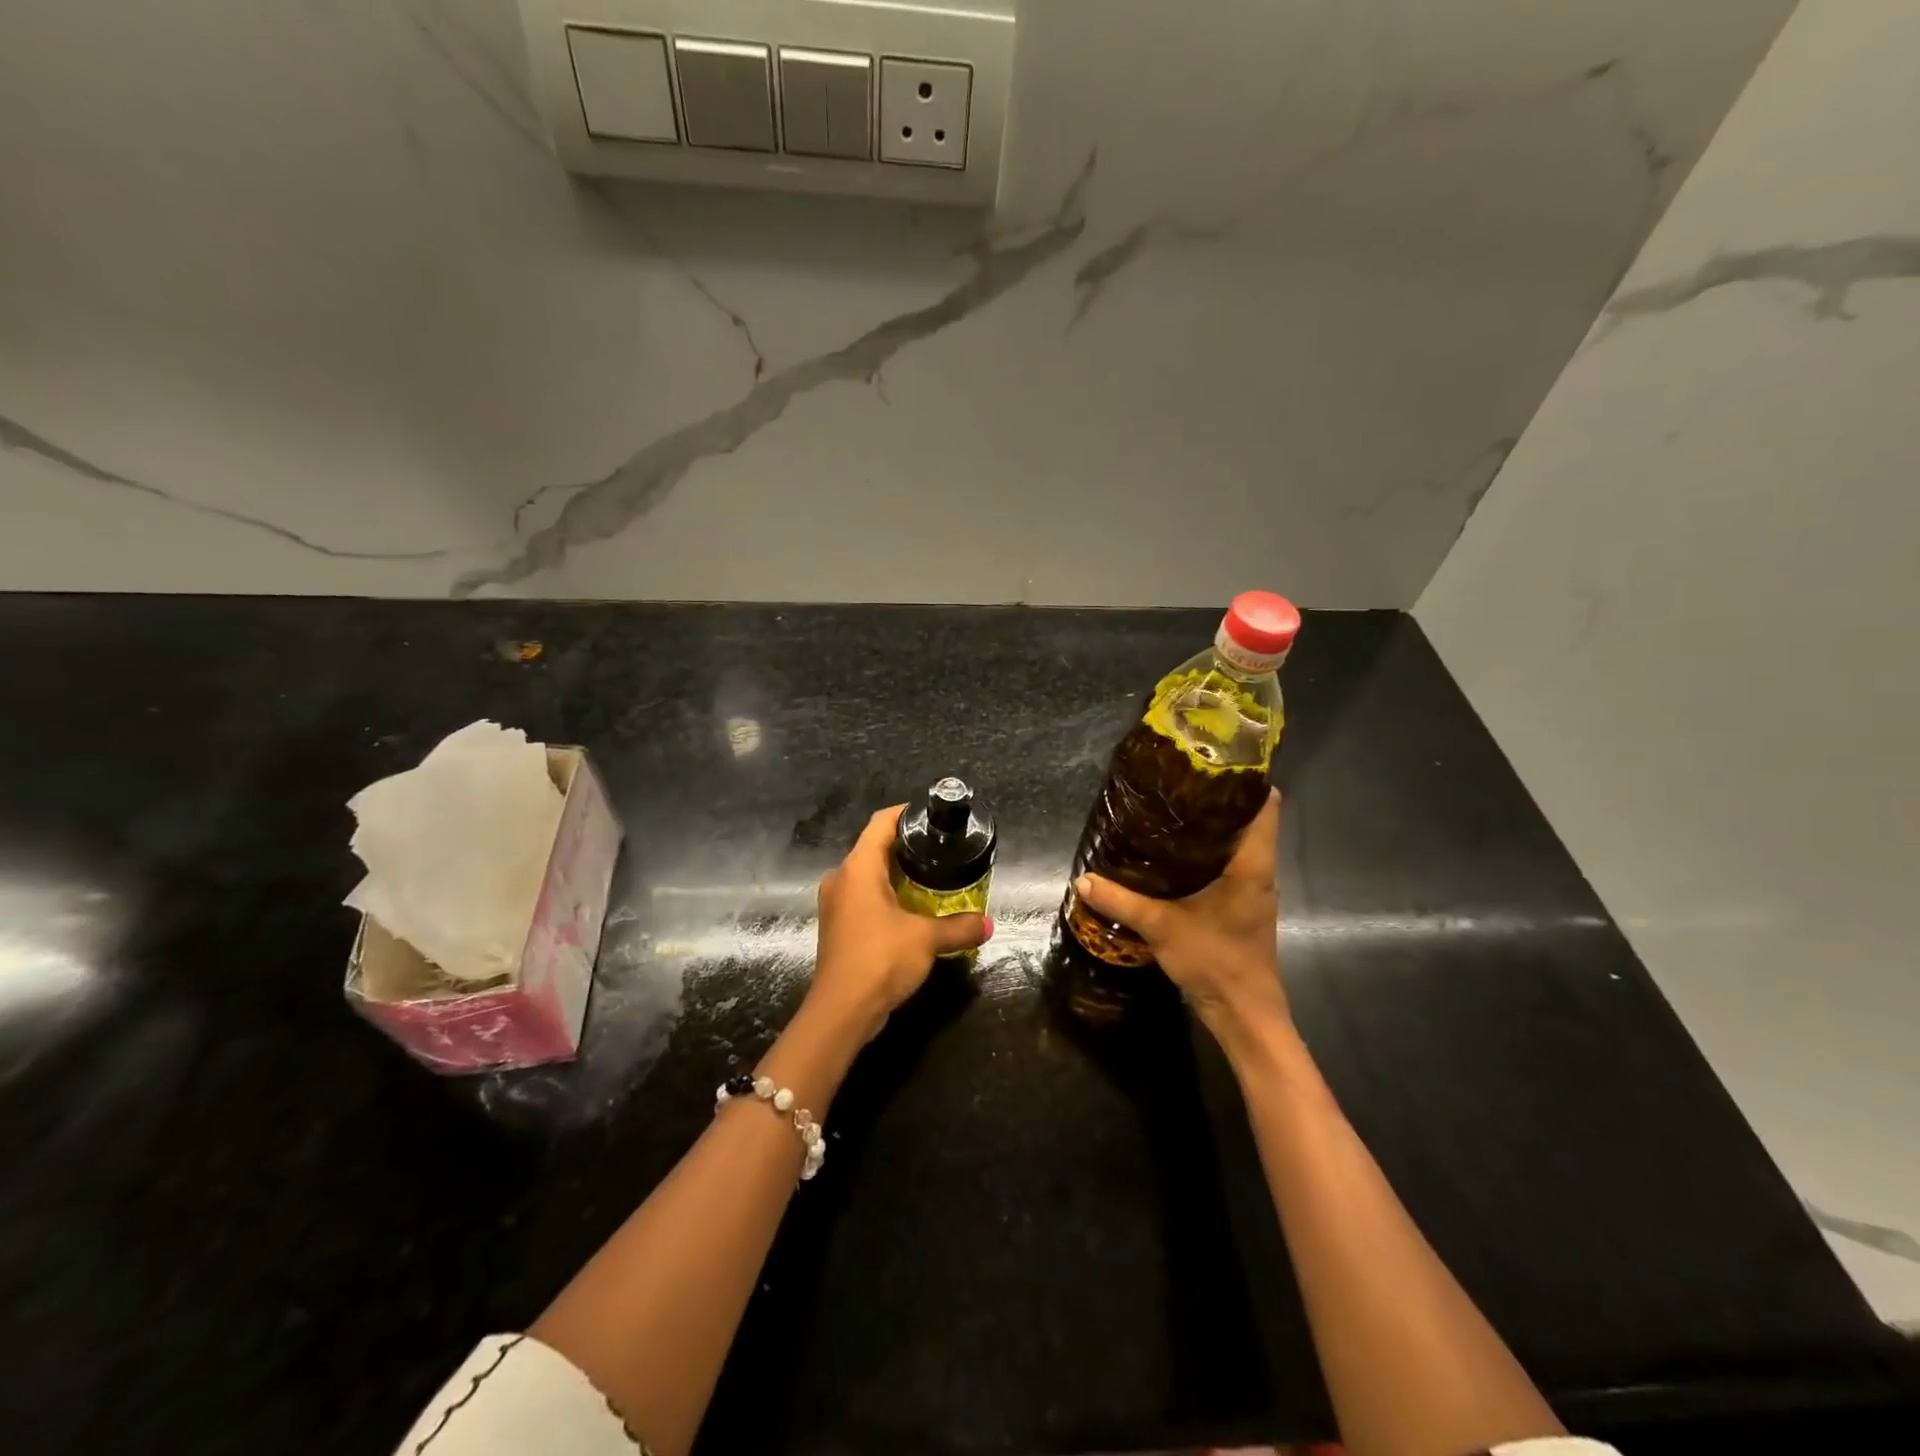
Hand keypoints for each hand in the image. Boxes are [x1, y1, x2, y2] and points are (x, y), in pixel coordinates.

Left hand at [811, 805, 991, 1039]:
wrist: (841, 1011)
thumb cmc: (880, 959)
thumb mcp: (927, 939)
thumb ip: (960, 927)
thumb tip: (989, 923)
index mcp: (858, 868)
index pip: (881, 823)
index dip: (906, 813)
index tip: (932, 816)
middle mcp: (841, 878)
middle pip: (874, 847)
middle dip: (907, 846)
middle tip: (941, 848)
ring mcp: (836, 903)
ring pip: (868, 875)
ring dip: (896, 874)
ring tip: (932, 877)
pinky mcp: (838, 926)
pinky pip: (864, 897)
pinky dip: (887, 896)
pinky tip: (912, 909)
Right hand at [1074, 788, 1287, 1043]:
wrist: (1243, 1015)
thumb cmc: (1215, 962)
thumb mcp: (1162, 927)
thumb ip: (1123, 901)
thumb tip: (1083, 880)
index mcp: (1252, 865)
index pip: (1267, 806)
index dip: (1246, 780)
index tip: (1213, 761)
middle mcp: (1259, 871)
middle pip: (1250, 820)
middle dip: (1218, 800)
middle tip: (1177, 783)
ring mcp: (1253, 889)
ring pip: (1239, 843)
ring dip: (1212, 827)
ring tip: (1171, 810)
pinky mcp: (1242, 906)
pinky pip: (1229, 864)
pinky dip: (1207, 852)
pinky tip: (1174, 855)